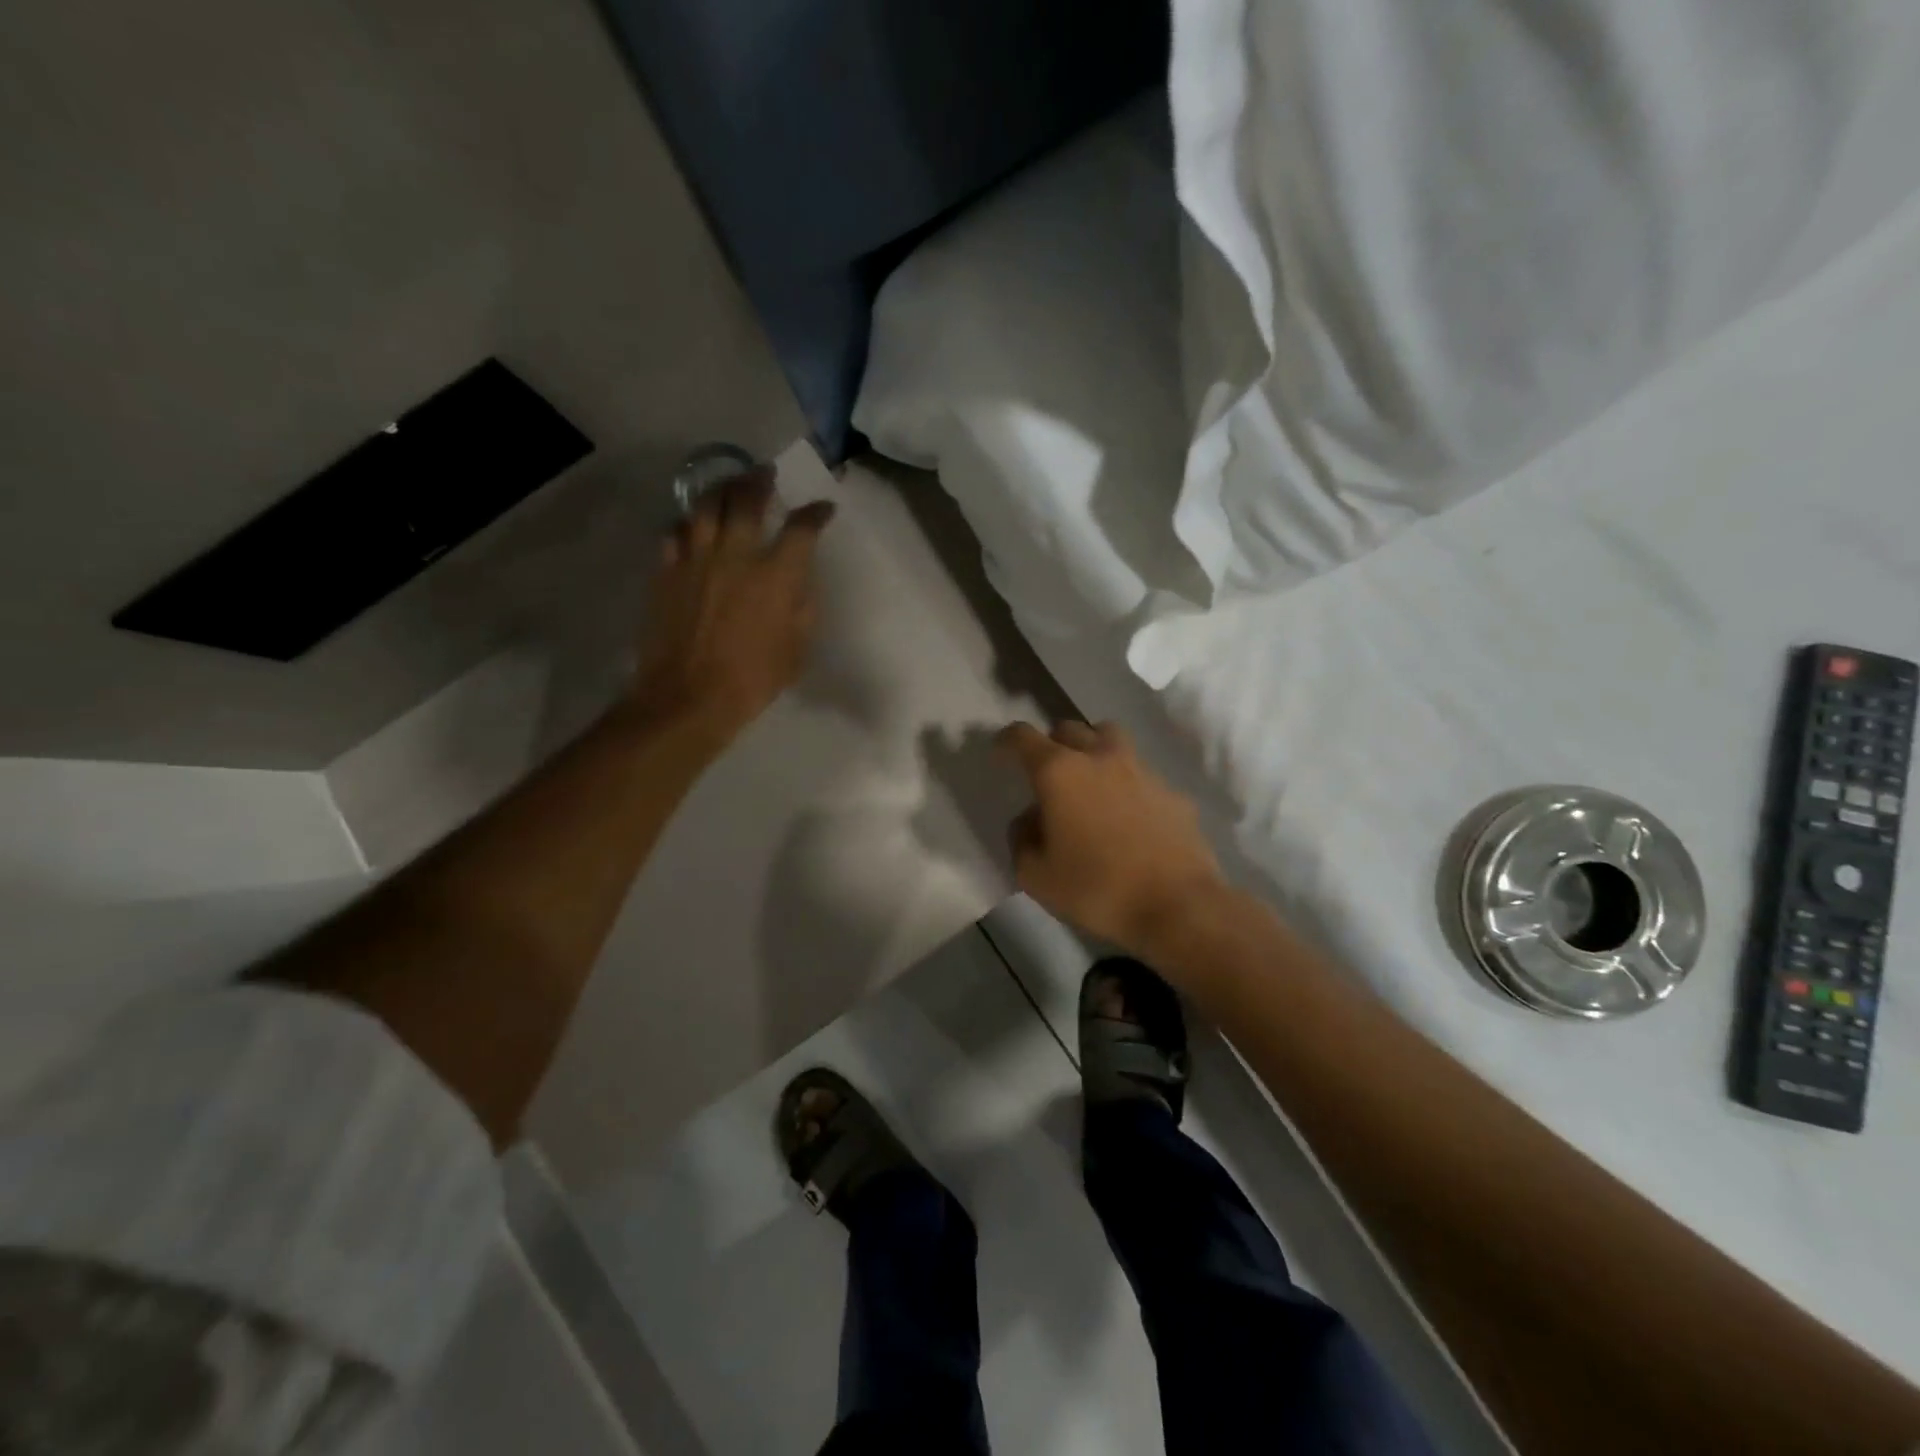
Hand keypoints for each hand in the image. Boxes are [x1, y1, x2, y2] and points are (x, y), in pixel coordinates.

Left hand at [631, 468, 834, 744]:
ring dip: (721, 489)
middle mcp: (736, 555)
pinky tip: (692, 525)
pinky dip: (688, 522)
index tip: (823, 509)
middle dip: (760, 481)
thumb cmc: (752, 680)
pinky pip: (675, 532)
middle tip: (766, 474)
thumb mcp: (796, 649)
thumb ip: (802, 608)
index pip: (802, 528)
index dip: (816, 514)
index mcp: (776, 575)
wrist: (688, 698)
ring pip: (706, 505)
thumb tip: (798, 583)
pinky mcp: (667, 571)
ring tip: (729, 485)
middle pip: (747, 499)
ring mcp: (696, 559)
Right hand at [999, 720, 1227, 958]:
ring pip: (1110, 738)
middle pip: (1069, 728)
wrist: (1178, 905)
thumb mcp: (1036, 876)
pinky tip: (1128, 815)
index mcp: (1060, 772)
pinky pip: (1141, 773)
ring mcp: (1141, 770)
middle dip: (1052, 742)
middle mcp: (1100, 758)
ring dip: (1093, 748)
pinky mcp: (1171, 791)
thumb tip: (1029, 821)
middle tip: (1046, 770)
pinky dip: (1127, 783)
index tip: (1000, 749)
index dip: (1007, 740)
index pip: (1023, 737)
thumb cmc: (1097, 889)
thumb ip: (1022, 841)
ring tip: (1089, 778)